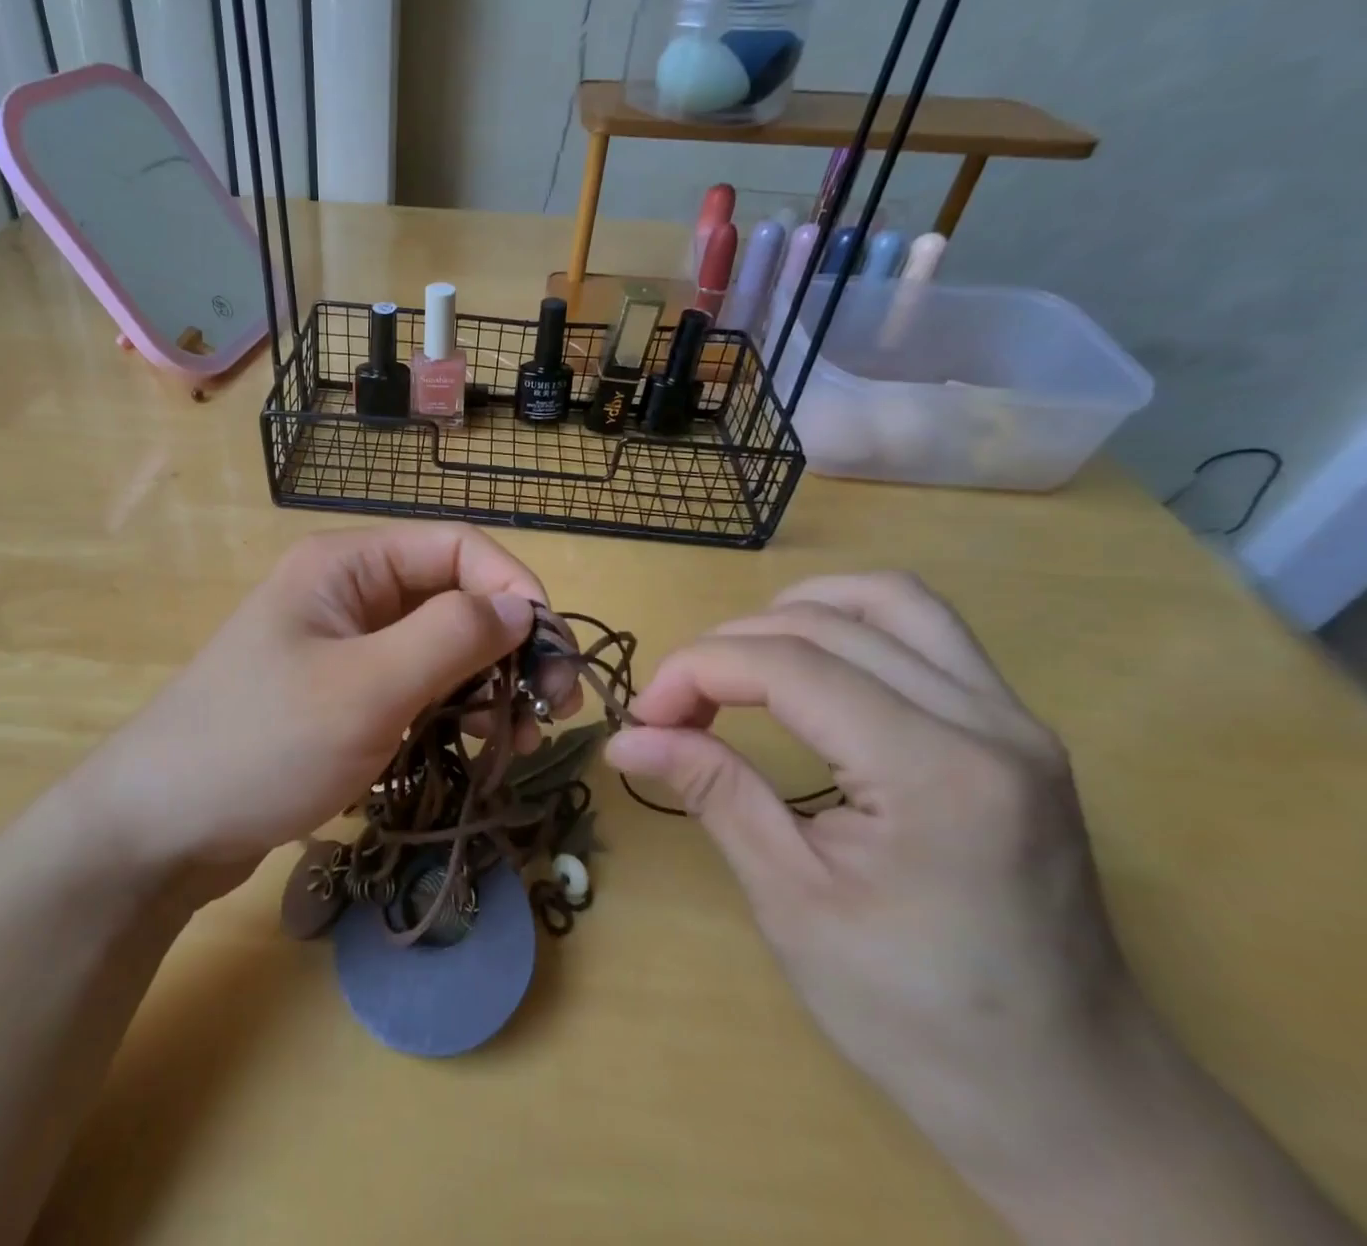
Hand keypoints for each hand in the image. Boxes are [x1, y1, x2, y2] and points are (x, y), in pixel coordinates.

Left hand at [88, 524, 576, 888]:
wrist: (160, 828)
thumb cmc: (261, 745)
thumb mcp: (366, 688)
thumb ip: (451, 637)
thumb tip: (523, 607)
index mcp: (349, 565)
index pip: (458, 548)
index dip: (515, 589)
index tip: (553, 655)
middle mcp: (350, 593)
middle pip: (454, 597)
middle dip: (510, 646)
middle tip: (552, 710)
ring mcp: (345, 646)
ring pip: (440, 647)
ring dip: (488, 684)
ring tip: (518, 741)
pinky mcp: (343, 695)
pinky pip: (416, 686)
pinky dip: (453, 710)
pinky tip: (477, 747)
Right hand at [605, 572, 1139, 1170]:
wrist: (1071, 1098)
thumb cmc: (918, 1018)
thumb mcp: (792, 904)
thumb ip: (712, 792)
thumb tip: (627, 737)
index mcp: (936, 774)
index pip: (789, 666)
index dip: (696, 671)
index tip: (644, 716)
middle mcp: (989, 722)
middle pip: (826, 624)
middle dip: (728, 646)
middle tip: (675, 706)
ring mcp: (1014, 718)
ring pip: (888, 599)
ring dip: (794, 612)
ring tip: (737, 663)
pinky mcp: (1014, 727)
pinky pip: (924, 631)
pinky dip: (847, 625)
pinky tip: (808, 666)